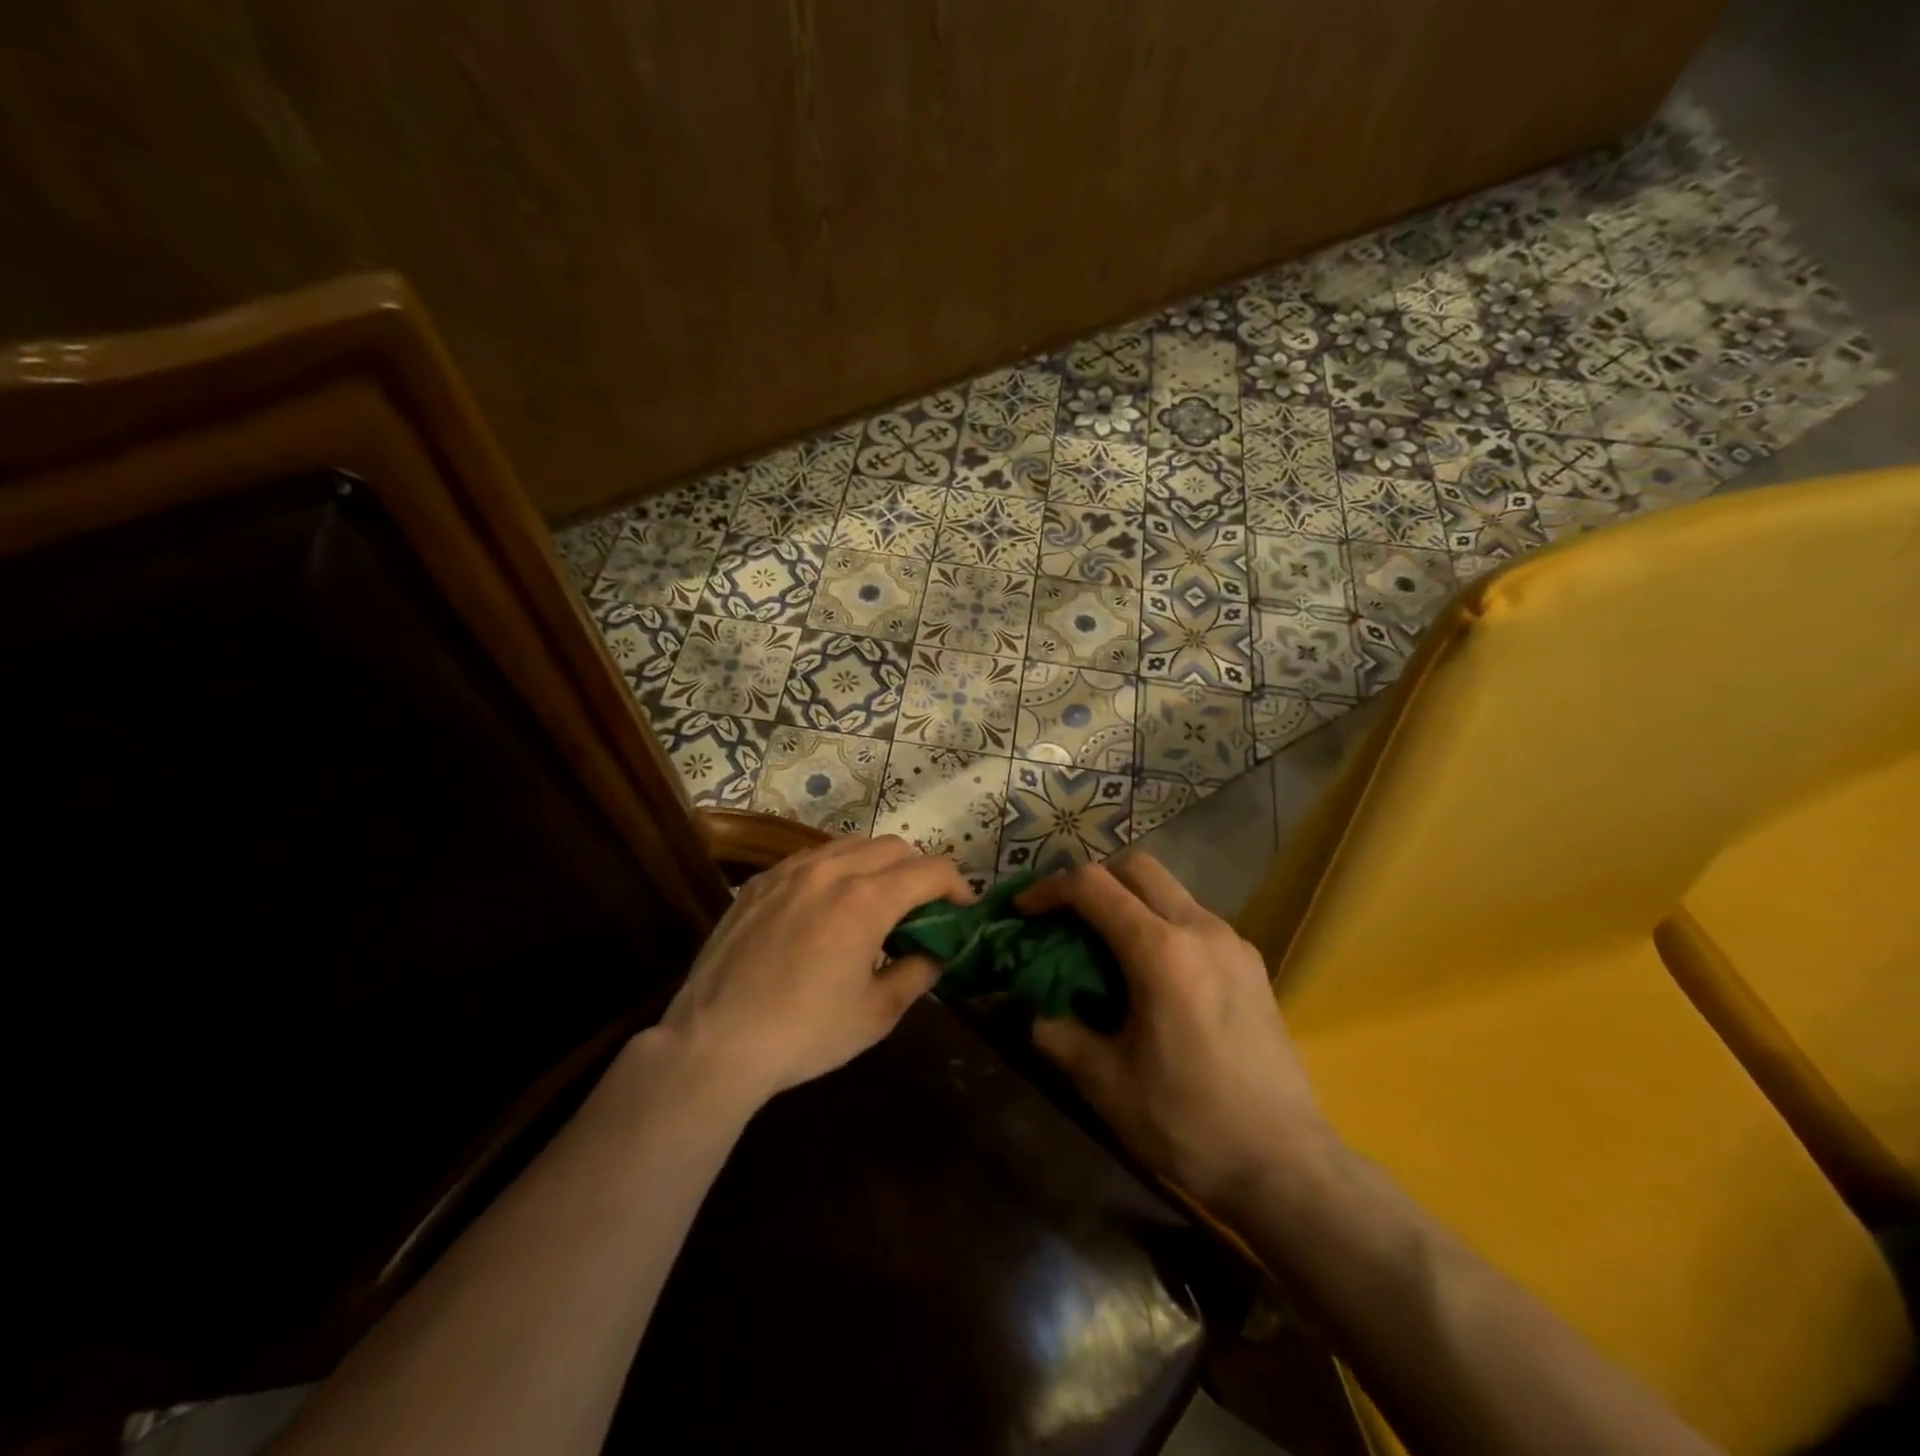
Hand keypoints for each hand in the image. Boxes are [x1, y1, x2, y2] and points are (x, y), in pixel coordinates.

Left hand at [659, 835, 970, 1105]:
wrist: (714, 1043)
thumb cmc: (804, 1033)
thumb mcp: (876, 1014)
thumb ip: (917, 973)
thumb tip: (934, 953)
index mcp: (866, 900)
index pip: (930, 870)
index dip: (956, 885)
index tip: (963, 908)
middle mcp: (831, 870)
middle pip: (893, 846)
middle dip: (918, 871)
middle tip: (919, 909)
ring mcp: (789, 871)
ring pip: (850, 844)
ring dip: (876, 864)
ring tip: (874, 902)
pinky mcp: (759, 881)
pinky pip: (811, 858)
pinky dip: (836, 870)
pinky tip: (827, 906)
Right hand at [1019, 854, 1330, 1213]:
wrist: (1287, 1165)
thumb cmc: (1188, 1123)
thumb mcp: (1106, 1082)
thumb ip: (1057, 1031)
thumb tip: (1029, 1006)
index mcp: (1161, 951)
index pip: (1092, 885)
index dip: (1049, 889)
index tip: (1024, 913)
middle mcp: (1200, 929)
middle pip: (1137, 867)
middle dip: (1092, 879)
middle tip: (1065, 917)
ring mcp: (1233, 942)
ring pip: (1169, 889)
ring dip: (1128, 899)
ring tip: (1104, 945)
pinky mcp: (1252, 962)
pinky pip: (1194, 917)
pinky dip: (1160, 922)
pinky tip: (1151, 972)